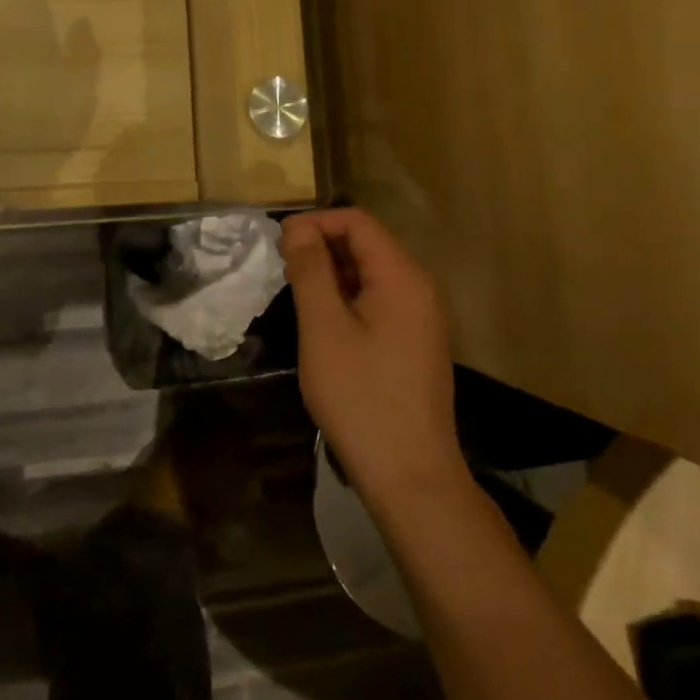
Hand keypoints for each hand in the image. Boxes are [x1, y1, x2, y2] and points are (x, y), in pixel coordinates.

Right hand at [282, 208, 465, 509]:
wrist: (412, 478)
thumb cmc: (362, 398)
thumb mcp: (324, 329)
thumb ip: (311, 270)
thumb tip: (297, 228)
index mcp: (402, 276)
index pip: (357, 221)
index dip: (315, 222)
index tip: (278, 243)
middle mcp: (419, 287)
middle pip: (366, 243)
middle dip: (322, 245)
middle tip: (281, 268)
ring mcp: (421, 316)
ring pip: (371, 272)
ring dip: (332, 272)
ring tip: (296, 292)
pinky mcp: (415, 341)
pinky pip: (379, 299)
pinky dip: (348, 297)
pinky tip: (323, 321)